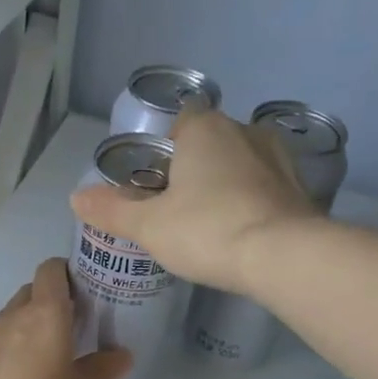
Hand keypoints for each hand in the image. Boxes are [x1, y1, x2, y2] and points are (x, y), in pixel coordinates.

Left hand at [0, 257, 131, 378]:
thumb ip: (100, 369)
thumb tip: (123, 356)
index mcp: (44, 314)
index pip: (51, 271)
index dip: (65, 274)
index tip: (79, 293)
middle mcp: (10, 318)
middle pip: (28, 294)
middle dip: (45, 305)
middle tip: (64, 332)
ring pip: (5, 324)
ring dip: (21, 334)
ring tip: (37, 364)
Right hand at [70, 107, 317, 293]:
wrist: (281, 256)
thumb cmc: (207, 230)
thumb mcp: (149, 226)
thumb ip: (112, 211)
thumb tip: (76, 197)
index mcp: (205, 128)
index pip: (181, 122)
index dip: (166, 150)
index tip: (158, 183)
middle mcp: (245, 130)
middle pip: (212, 143)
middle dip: (197, 169)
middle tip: (181, 210)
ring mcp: (279, 158)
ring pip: (243, 164)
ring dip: (229, 185)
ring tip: (213, 225)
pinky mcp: (301, 189)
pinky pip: (267, 189)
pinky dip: (254, 203)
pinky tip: (243, 234)